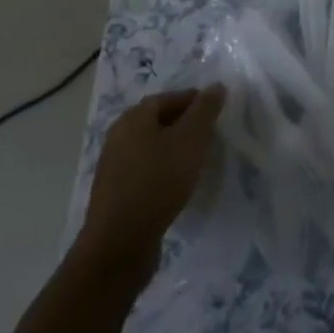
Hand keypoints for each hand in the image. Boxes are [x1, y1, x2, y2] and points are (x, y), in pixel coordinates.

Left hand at [79, 86, 225, 275]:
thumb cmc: (157, 183)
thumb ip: (205, 110)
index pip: (169, 97)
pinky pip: (146, 170)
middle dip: (187, 125)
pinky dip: (164, 170)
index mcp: (133, 118)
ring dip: (176, 149)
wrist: (119, 246)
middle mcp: (119, 136)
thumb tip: (216, 86)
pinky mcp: (117, 193)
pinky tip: (179, 184)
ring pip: (153, 147)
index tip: (218, 113)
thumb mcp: (190, 141)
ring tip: (199, 161)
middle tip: (212, 136)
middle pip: (160, 121)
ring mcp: (115, 167)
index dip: (196, 101)